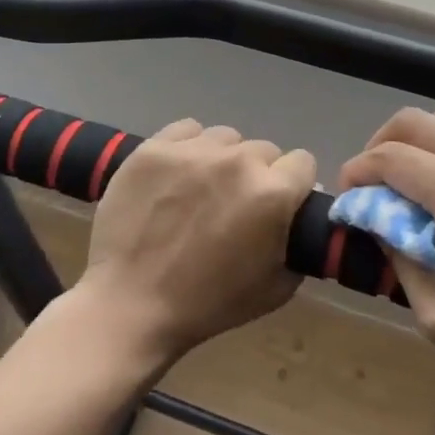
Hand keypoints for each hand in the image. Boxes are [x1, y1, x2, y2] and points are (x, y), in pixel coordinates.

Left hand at [77, 119, 315, 369]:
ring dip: (224, 159)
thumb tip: (299, 215)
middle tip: (236, 206)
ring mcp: (193, 150)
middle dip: (258, 175)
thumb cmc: (208, 304)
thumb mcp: (277, 288)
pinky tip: (178, 173)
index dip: (295, 185)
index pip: (303, 163)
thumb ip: (298, 243)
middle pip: (264, 151)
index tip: (280, 205)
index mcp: (273, 193)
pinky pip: (187, 130)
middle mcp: (238, 161)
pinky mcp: (155, 147)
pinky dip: (189, 147)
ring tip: (203, 189)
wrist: (131, 304)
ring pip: (226, 138)